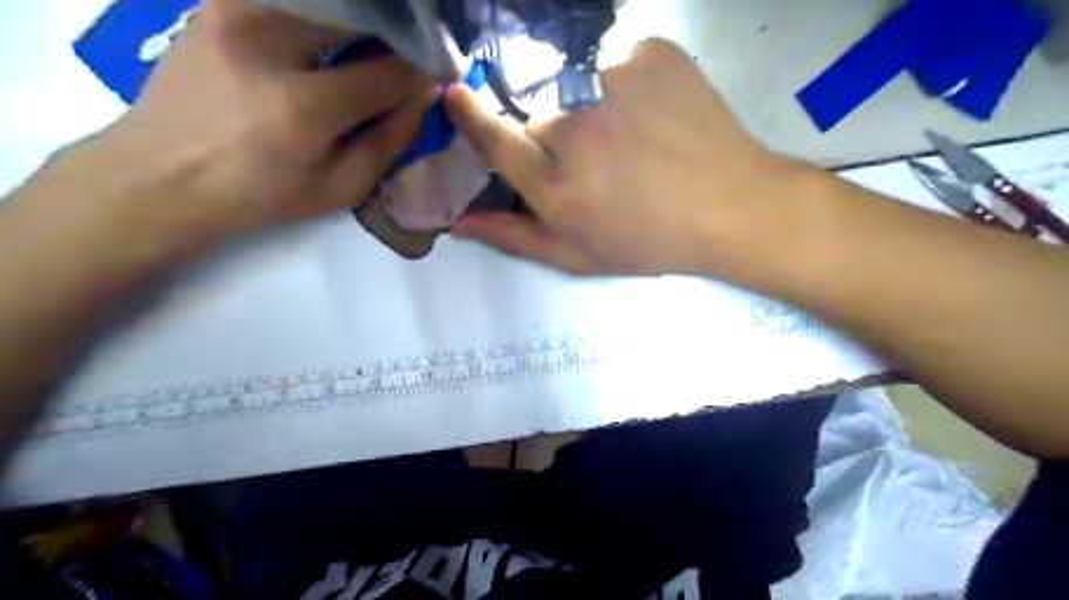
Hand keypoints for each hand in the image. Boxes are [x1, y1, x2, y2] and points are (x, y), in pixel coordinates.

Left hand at [34, 0, 432, 255]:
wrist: (161, 176)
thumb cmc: (261, 195)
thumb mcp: (339, 188)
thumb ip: (389, 141)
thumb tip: (424, 97)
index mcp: (305, 106)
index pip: (388, 73)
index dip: (420, 73)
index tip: (435, 76)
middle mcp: (268, 43)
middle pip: (359, 20)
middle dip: (393, 40)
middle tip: (405, 61)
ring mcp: (236, 13)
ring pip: (328, 4)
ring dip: (360, 26)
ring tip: (368, 54)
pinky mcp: (219, 4)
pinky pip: (293, 1)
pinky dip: (323, 18)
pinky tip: (329, 42)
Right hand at [449, 40, 806, 279]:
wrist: (732, 206)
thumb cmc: (652, 241)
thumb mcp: (580, 256)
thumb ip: (515, 238)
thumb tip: (458, 225)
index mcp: (557, 189)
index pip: (496, 142)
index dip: (472, 118)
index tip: (455, 95)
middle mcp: (576, 133)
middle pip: (540, 118)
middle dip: (556, 139)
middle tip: (599, 163)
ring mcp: (613, 86)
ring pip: (576, 90)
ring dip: (593, 112)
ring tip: (634, 141)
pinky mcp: (648, 56)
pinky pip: (616, 64)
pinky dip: (627, 86)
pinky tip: (655, 115)